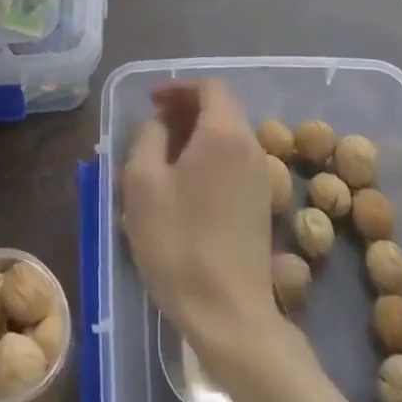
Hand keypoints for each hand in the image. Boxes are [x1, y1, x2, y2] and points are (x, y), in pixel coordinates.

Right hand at [122, 79, 289, 376]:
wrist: (228, 314)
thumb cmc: (178, 242)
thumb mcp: (141, 183)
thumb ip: (146, 137)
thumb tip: (158, 125)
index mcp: (224, 134)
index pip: (210, 87)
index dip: (179, 87)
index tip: (152, 102)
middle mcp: (251, 147)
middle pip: (222, 109)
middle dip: (186, 109)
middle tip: (153, 125)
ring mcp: (260, 178)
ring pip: (228, 136)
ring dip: (197, 134)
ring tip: (162, 155)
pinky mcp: (260, 205)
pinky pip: (234, 161)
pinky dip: (209, 156)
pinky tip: (184, 184)